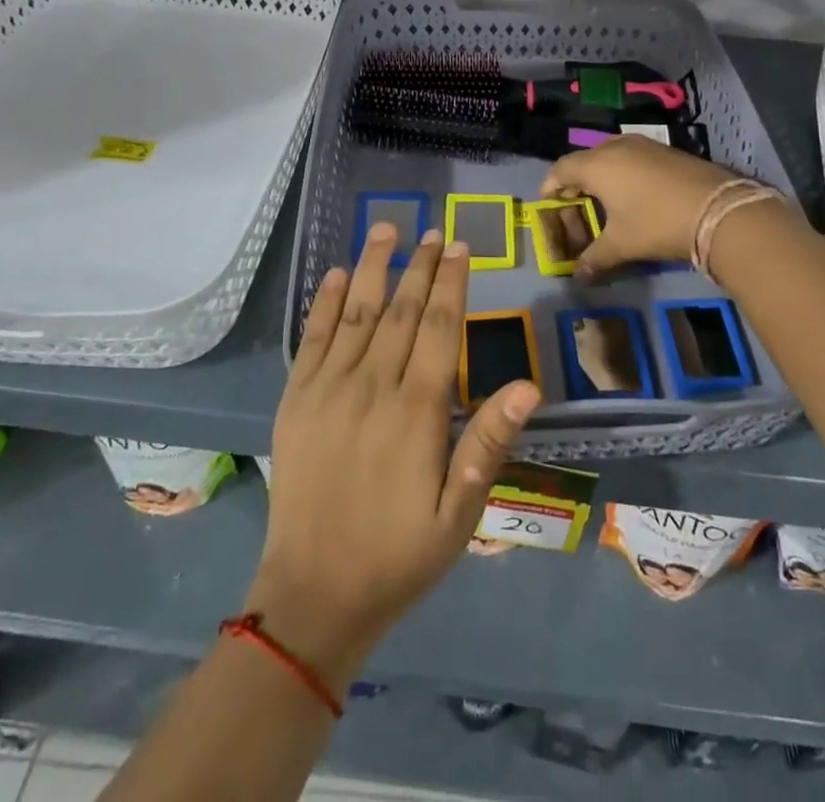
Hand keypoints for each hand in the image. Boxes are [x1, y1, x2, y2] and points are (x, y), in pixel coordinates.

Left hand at [248, 224, 540, 691]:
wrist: (313, 596)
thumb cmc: (399, 555)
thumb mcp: (459, 513)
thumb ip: (488, 443)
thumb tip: (528, 385)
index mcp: (416, 410)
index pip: (438, 328)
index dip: (450, 283)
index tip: (459, 246)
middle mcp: (372, 386)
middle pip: (400, 310)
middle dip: (419, 265)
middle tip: (432, 230)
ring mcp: (328, 389)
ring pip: (357, 312)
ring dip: (373, 266)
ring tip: (386, 228)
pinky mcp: (295, 400)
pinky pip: (313, 339)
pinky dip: (326, 302)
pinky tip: (336, 274)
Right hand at [540, 137, 734, 280]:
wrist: (719, 209)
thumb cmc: (656, 223)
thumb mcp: (622, 245)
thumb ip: (595, 259)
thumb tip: (578, 277)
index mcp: (597, 165)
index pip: (561, 169)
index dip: (550, 186)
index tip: (548, 203)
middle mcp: (616, 147)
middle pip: (585, 160)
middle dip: (577, 181)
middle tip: (576, 204)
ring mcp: (645, 145)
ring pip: (611, 155)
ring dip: (603, 174)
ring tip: (606, 199)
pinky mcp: (668, 151)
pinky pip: (634, 157)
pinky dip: (626, 172)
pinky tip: (636, 194)